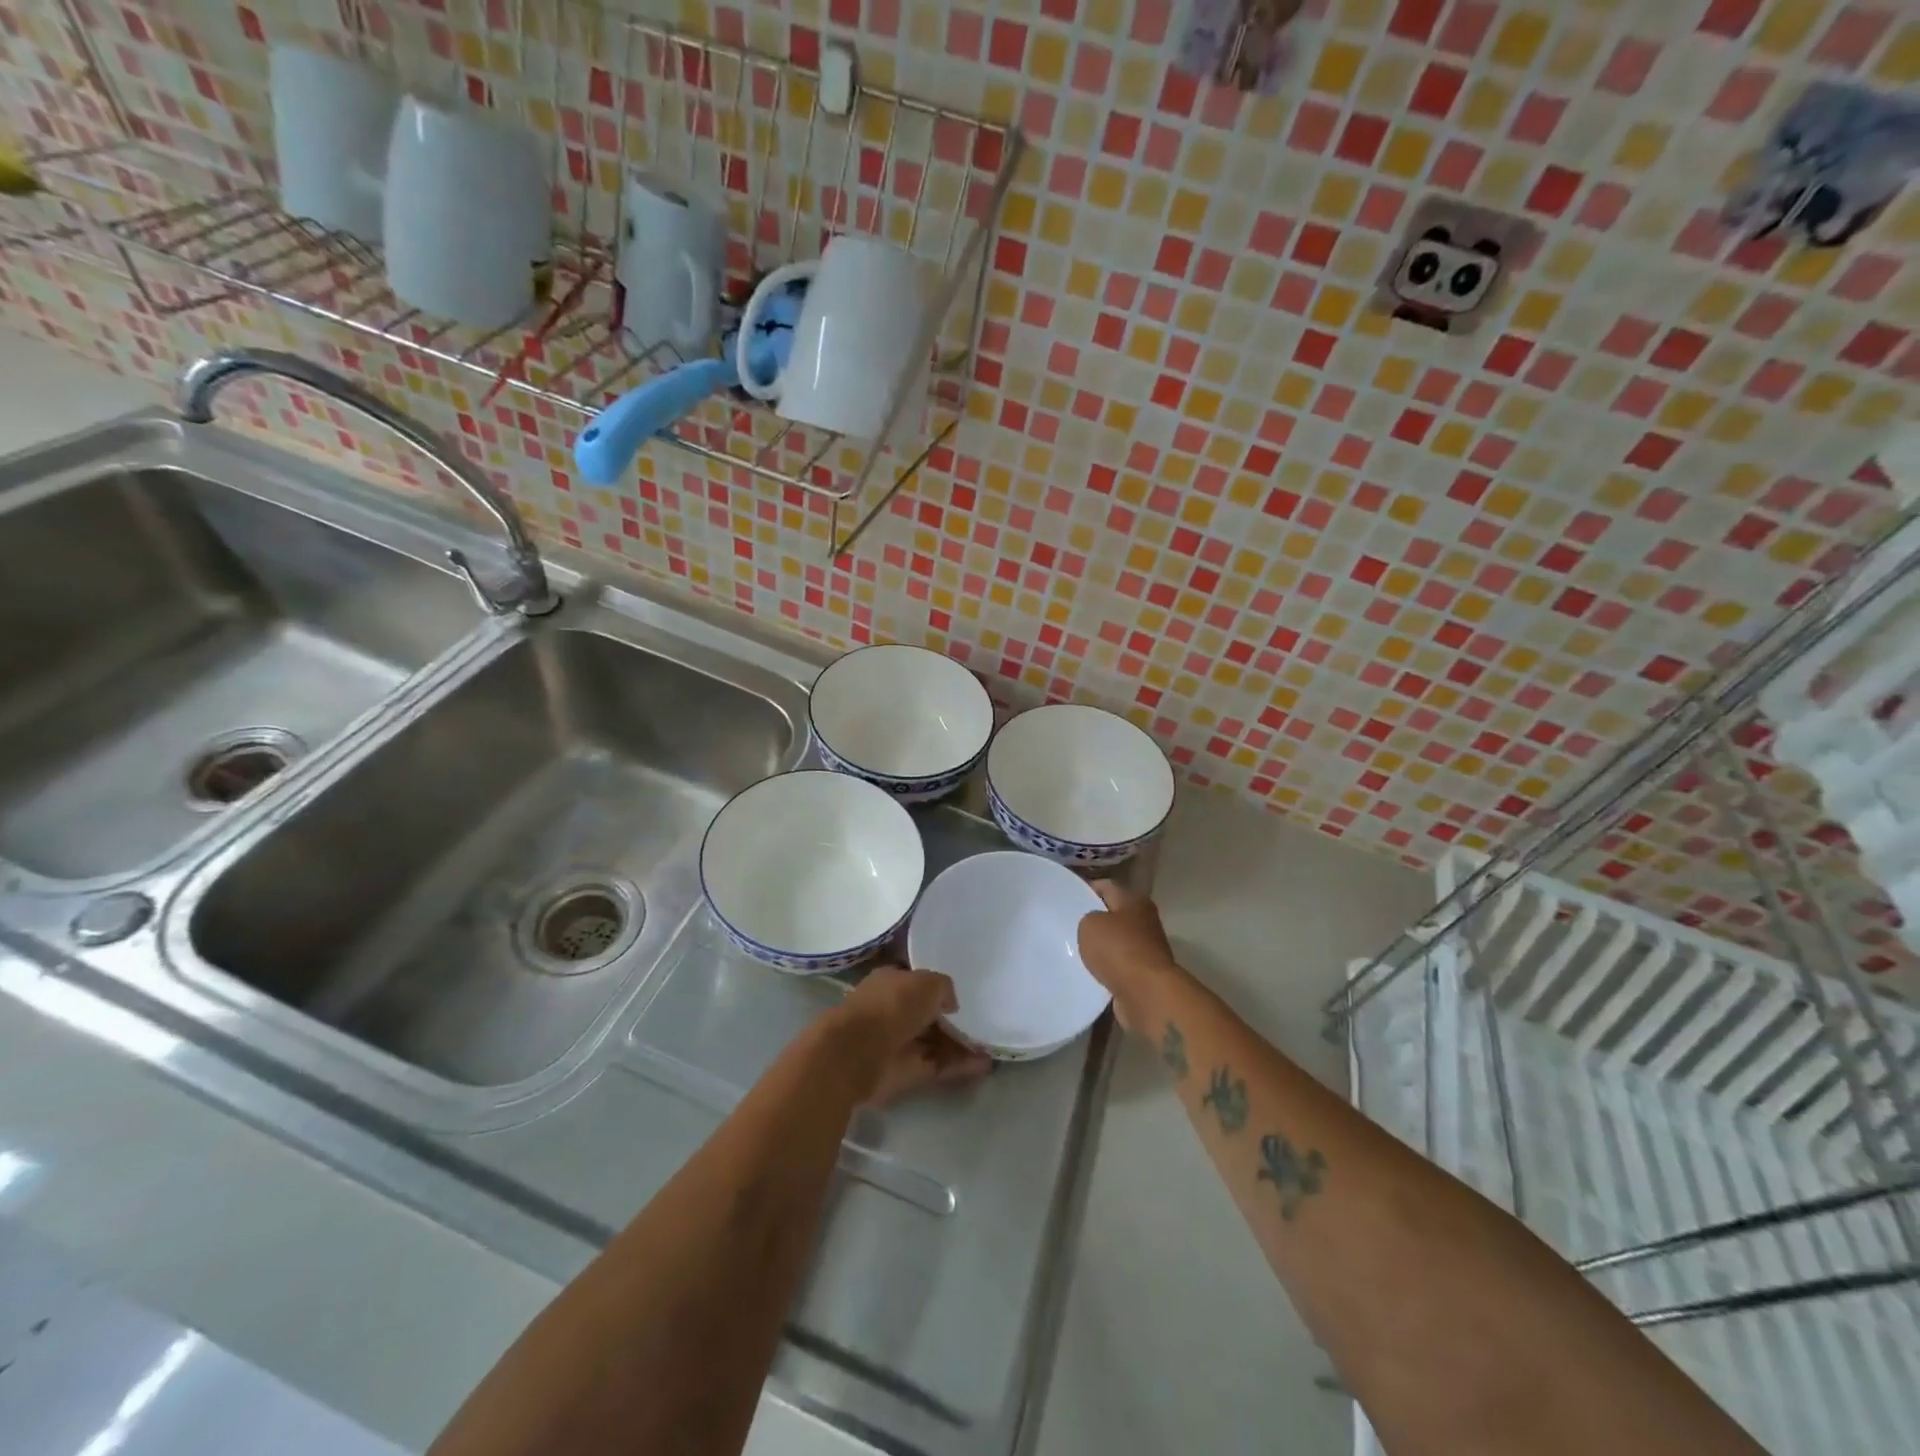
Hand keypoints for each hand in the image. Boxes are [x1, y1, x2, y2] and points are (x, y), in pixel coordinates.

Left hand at [829, 965, 992, 1105]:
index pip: (917, 982)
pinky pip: (937, 1065)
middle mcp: (893, 1010)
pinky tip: (985, 1065)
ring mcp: (898, 1042)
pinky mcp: (905, 1072)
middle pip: (927, 1014)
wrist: (857, 1053)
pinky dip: (959, 1066)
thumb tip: (950, 1004)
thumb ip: (944, 988)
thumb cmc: (891, 1005)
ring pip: (934, 1041)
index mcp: (891, 981)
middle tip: (983, 1022)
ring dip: (961, 1044)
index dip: (938, 987)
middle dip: (952, 1020)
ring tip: (992, 1046)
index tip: (964, 993)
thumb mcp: (927, 983)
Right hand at [1078, 881, 1186, 1031]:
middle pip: (1114, 915)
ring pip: (1116, 943)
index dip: (1087, 889)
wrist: (1147, 994)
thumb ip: (1088, 919)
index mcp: (1135, 901)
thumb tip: (1094, 926)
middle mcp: (1145, 922)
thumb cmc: (1119, 950)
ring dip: (1100, 947)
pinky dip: (1106, 970)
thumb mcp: (1090, 924)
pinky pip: (1119, 967)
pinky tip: (1088, 973)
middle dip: (1094, 920)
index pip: (1107, 887)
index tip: (1067, 896)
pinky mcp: (1144, 975)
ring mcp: (1147, 950)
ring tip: (1074, 950)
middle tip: (1068, 925)